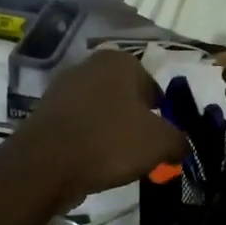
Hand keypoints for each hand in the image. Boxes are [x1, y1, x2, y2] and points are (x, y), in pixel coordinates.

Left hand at [10, 48, 185, 205]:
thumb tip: (180, 145)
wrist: (46, 163)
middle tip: (140, 151)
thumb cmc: (110, 141)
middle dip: (134, 121)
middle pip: (124, 97)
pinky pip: (77, 125)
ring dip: (109, 131)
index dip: (161, 114)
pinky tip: (90, 161)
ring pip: (100, 111)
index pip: (152, 86)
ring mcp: (62, 87)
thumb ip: (178, 140)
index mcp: (119, 61)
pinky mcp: (45, 111)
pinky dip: (87, 140)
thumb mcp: (160, 143)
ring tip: (115, 161)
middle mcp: (89, 65)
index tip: (160, 140)